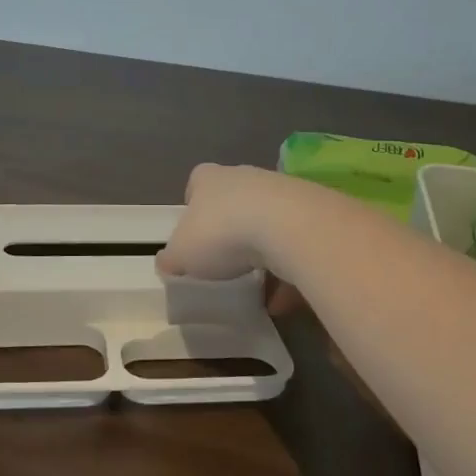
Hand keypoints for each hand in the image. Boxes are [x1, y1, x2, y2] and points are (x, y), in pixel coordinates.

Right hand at [156, 163, 298, 281]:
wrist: (287, 226)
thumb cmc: (221, 233)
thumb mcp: (181, 254)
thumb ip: (171, 259)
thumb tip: (167, 263)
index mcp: (208, 179)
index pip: (196, 184)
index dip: (193, 208)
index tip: (194, 236)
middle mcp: (243, 176)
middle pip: (233, 202)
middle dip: (230, 231)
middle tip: (224, 264)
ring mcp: (279, 191)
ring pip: (265, 223)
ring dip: (262, 253)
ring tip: (256, 288)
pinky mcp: (308, 211)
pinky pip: (292, 243)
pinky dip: (287, 269)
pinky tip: (283, 299)